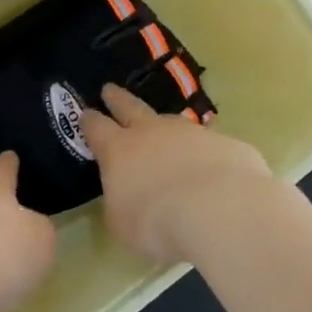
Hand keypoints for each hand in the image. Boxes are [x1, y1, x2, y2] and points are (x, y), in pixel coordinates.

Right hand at [80, 85, 277, 265]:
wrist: (218, 210)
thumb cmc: (156, 222)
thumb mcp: (121, 222)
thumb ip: (120, 202)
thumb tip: (127, 195)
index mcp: (118, 150)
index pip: (96, 128)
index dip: (89, 121)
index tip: (85, 113)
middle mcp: (152, 132)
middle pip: (130, 107)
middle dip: (118, 99)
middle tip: (110, 89)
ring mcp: (191, 133)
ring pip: (172, 122)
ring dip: (164, 125)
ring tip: (164, 130)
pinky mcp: (225, 143)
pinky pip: (208, 144)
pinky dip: (203, 152)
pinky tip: (209, 167)